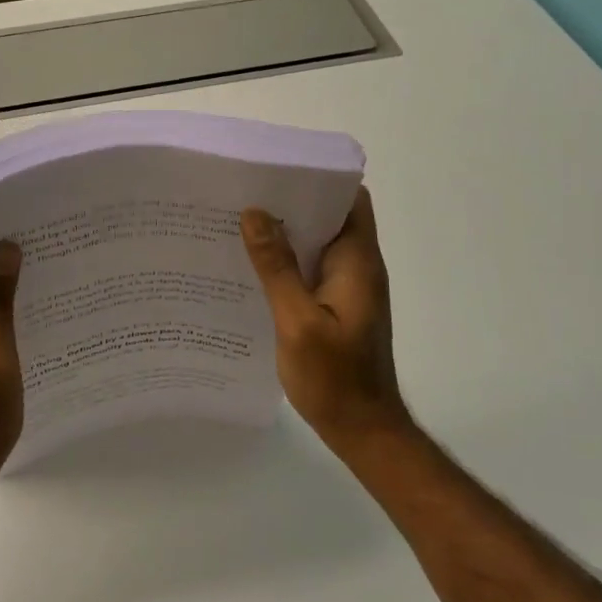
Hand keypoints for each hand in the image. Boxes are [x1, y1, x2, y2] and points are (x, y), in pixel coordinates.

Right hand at [241, 187, 409, 453]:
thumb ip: (277, 267)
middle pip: (330, 216)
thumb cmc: (335, 378)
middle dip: (292, 201)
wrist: (363, 431)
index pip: (350, 199)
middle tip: (244, 192)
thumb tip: (255, 213)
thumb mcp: (298, 321)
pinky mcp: (337, 306)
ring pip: (318, 243)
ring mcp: (348, 287)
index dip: (319, 178)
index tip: (277, 169)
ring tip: (239, 221)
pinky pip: (311, 268)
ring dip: (286, 232)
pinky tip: (251, 265)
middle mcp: (357, 267)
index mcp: (357, 262)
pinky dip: (287, 260)